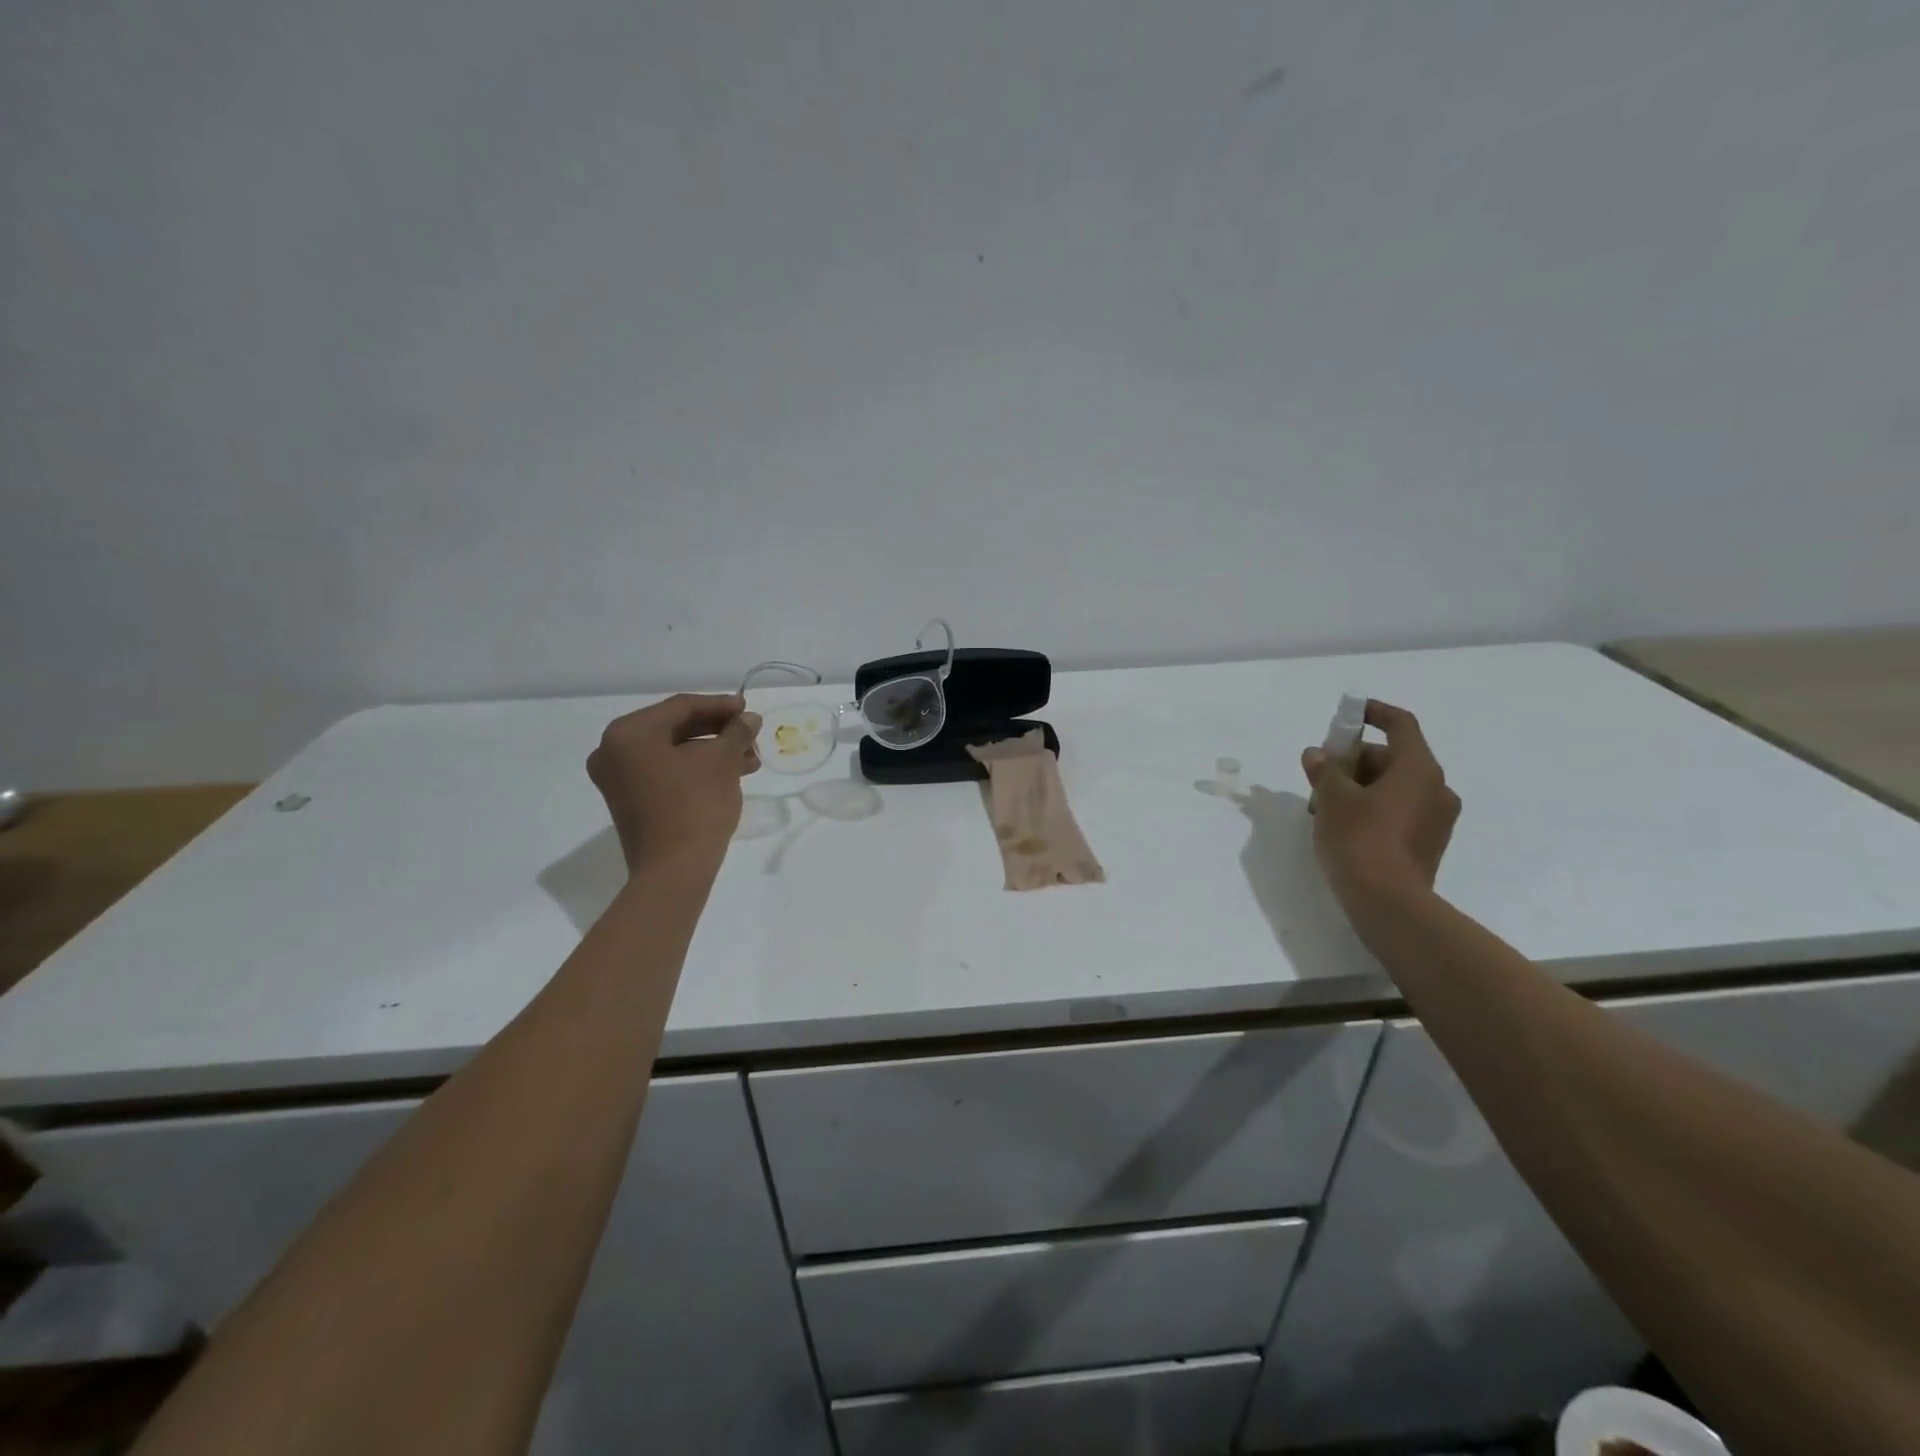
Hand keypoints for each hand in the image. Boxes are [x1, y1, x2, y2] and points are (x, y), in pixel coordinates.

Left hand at [587, 693, 760, 870]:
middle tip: (752, 735)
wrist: (674, 870)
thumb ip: (736, 732)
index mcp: (627, 733)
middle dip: (719, 732)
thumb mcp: (722, 760)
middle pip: (675, 729)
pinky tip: (731, 774)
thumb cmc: (695, 804)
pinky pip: (668, 773)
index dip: (720, 705)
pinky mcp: (631, 802)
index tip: (749, 708)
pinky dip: (698, 770)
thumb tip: (749, 719)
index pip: (681, 707)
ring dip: (713, 752)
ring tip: (751, 759)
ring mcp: (619, 779)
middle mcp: (614, 751)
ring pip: (675, 753)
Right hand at [1301, 700, 1460, 920]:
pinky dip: (1373, 807)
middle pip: (1393, 757)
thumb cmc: (1360, 839)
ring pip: (1395, 786)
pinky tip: (1344, 824)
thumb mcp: (1332, 798)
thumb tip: (1317, 754)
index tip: (1350, 713)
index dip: (1374, 713)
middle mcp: (1436, 788)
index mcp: (1419, 769)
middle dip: (1354, 759)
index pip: (1401, 725)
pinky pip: (1399, 810)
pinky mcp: (1428, 843)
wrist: (1387, 903)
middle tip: (1319, 772)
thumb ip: (1325, 769)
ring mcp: (1436, 818)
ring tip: (1324, 803)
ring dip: (1360, 785)